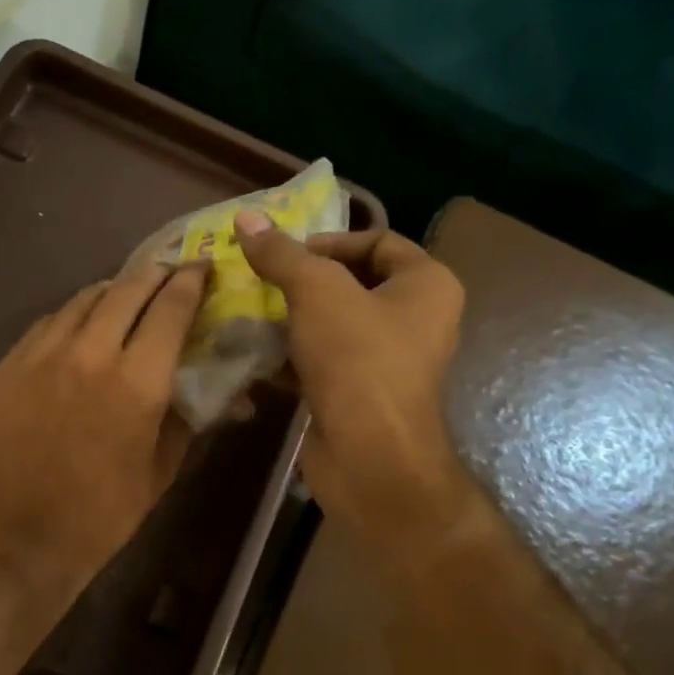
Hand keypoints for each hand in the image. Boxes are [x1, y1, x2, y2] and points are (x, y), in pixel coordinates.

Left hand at [0, 262, 207, 635]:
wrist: (14, 540)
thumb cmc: (99, 517)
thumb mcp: (159, 472)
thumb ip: (187, 419)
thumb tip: (218, 390)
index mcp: (136, 382)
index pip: (171, 309)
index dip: (192, 283)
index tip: (203, 268)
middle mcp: (89, 352)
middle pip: (128, 289)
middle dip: (156, 274)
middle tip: (171, 271)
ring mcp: (42, 354)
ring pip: (84, 298)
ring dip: (114, 290)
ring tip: (129, 293)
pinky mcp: (9, 365)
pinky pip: (49, 322)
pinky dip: (75, 314)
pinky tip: (81, 326)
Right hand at [234, 212, 465, 533]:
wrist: (368, 455)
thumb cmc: (357, 359)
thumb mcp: (316, 291)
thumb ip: (281, 254)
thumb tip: (246, 218)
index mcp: (427, 285)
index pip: (378, 241)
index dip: (330, 240)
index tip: (285, 254)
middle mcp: (416, 319)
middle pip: (352, 283)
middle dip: (303, 281)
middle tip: (261, 279)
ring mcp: (388, 361)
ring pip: (333, 324)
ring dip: (291, 318)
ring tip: (251, 312)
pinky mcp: (359, 394)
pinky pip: (323, 361)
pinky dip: (292, 355)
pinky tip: (255, 352)